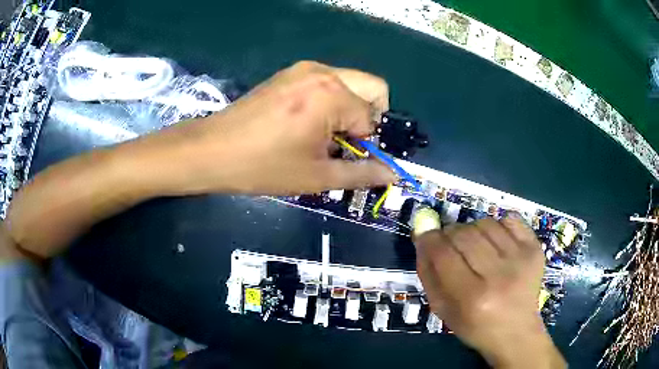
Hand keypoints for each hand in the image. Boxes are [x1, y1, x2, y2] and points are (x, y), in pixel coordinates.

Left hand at [128, 61, 396, 195]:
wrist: (211, 151)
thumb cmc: (263, 167)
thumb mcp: (316, 176)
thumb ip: (361, 174)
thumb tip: (391, 175)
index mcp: (332, 94)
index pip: (372, 118)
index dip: (368, 144)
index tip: (352, 161)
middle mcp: (323, 72)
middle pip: (372, 88)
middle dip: (368, 118)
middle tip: (346, 143)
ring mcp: (303, 69)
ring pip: (350, 84)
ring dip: (349, 110)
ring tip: (323, 136)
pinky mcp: (289, 74)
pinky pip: (327, 83)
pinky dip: (330, 102)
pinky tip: (306, 124)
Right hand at [415, 216, 565, 367]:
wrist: (516, 331)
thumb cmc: (475, 326)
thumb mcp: (443, 309)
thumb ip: (429, 273)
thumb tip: (422, 237)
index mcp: (471, 297)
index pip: (443, 253)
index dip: (430, 239)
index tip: (427, 237)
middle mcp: (498, 276)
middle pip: (464, 233)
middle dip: (450, 235)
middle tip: (452, 246)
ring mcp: (521, 259)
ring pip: (485, 223)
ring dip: (473, 230)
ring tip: (476, 248)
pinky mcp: (535, 249)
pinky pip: (510, 220)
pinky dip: (497, 226)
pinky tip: (496, 243)